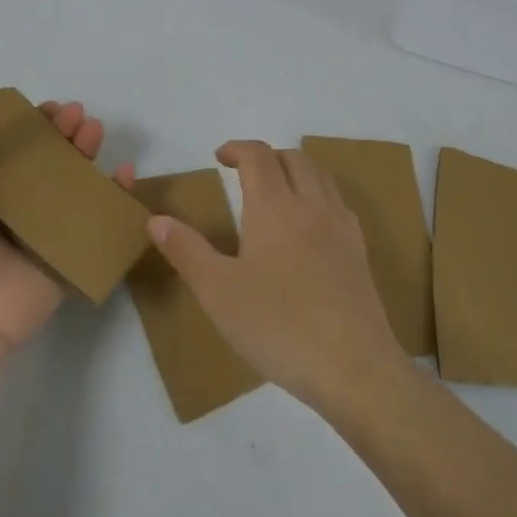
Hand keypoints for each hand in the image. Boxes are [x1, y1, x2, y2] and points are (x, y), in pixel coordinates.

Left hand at [0, 81, 135, 355]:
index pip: (10, 146)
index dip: (30, 123)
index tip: (50, 107)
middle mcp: (10, 206)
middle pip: (45, 161)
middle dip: (63, 134)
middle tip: (78, 114)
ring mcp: (41, 231)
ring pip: (72, 185)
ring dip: (87, 155)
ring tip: (95, 131)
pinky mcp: (68, 255)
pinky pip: (96, 221)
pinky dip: (115, 197)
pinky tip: (125, 173)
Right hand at [146, 140, 407, 409]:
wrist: (354, 368)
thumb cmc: (278, 326)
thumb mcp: (217, 292)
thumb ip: (186, 251)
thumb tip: (156, 219)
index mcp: (275, 207)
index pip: (258, 156)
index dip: (237, 148)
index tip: (219, 157)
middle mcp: (312, 206)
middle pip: (294, 159)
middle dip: (266, 156)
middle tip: (243, 174)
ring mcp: (342, 228)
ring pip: (321, 177)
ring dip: (295, 171)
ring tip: (275, 193)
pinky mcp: (360, 253)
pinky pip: (338, 204)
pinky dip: (318, 196)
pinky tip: (308, 227)